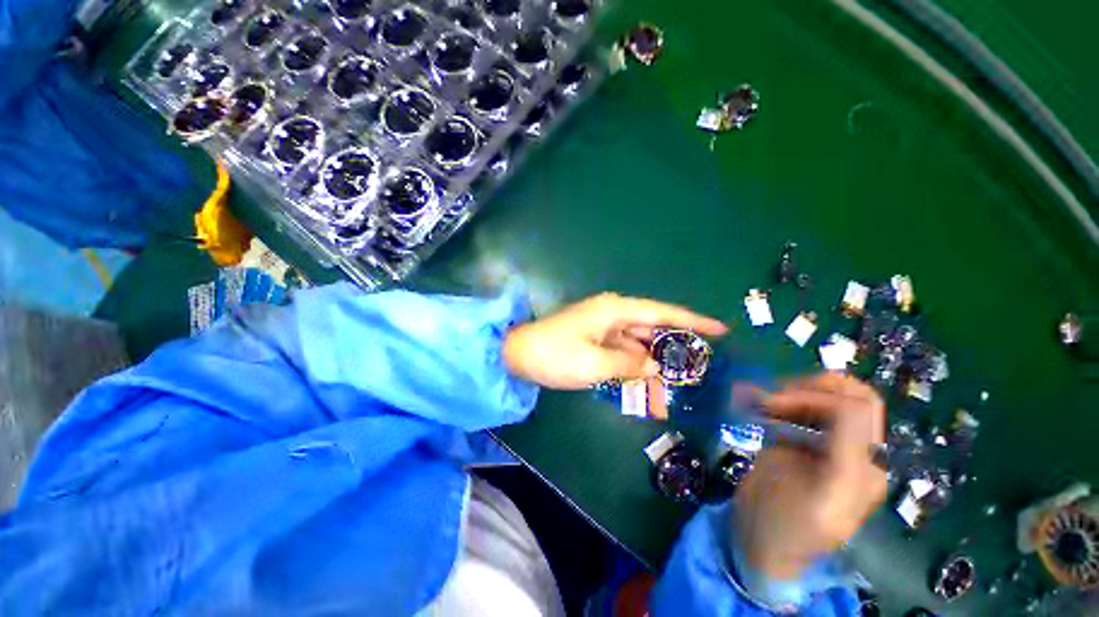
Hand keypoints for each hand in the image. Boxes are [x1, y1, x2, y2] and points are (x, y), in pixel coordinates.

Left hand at [502, 292, 726, 389]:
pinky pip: (622, 355)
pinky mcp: (594, 342)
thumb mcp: (595, 364)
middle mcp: (612, 315)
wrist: (517, 355)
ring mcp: (603, 329)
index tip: (721, 330)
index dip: (693, 321)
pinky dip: (633, 371)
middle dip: (673, 352)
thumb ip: (630, 364)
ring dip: (651, 369)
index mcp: (615, 311)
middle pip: (652, 331)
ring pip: (637, 347)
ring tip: (669, 396)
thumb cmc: (554, 355)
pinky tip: (644, 390)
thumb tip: (655, 366)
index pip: (662, 312)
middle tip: (698, 372)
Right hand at [733, 373, 886, 578]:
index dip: (815, 397)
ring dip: (788, 390)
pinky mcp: (796, 440)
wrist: (759, 543)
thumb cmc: (790, 528)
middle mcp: (850, 449)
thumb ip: (843, 457)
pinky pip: (794, 408)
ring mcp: (821, 442)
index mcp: (865, 465)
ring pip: (822, 396)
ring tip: (756, 399)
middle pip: (849, 394)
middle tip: (770, 396)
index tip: (772, 402)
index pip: (856, 408)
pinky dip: (772, 399)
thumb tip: (844, 410)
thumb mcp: (822, 499)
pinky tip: (751, 403)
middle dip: (809, 386)